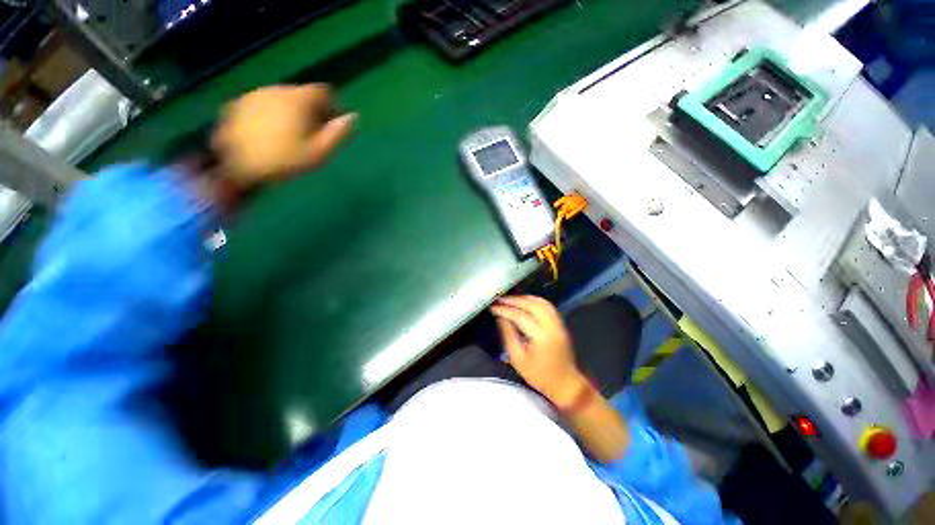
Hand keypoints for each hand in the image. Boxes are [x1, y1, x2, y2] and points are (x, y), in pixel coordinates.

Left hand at [212, 84, 355, 187]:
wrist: (234, 165)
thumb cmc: (284, 160)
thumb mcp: (319, 152)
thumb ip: (337, 133)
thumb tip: (353, 116)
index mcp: (298, 100)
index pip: (323, 91)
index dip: (332, 105)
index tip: (332, 124)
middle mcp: (277, 90)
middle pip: (302, 94)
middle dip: (312, 110)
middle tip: (312, 134)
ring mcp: (255, 95)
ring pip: (282, 98)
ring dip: (291, 112)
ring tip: (289, 136)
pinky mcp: (238, 103)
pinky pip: (264, 104)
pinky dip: (272, 114)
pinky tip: (268, 134)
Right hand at [491, 295, 587, 406]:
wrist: (565, 384)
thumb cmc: (539, 376)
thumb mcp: (518, 359)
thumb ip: (509, 336)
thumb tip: (501, 318)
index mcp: (540, 337)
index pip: (520, 316)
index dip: (505, 310)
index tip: (494, 308)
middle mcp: (551, 327)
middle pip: (532, 305)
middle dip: (514, 300)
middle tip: (500, 300)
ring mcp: (558, 324)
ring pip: (542, 302)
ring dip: (525, 298)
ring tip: (511, 299)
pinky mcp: (561, 324)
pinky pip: (548, 306)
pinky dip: (535, 301)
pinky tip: (525, 302)